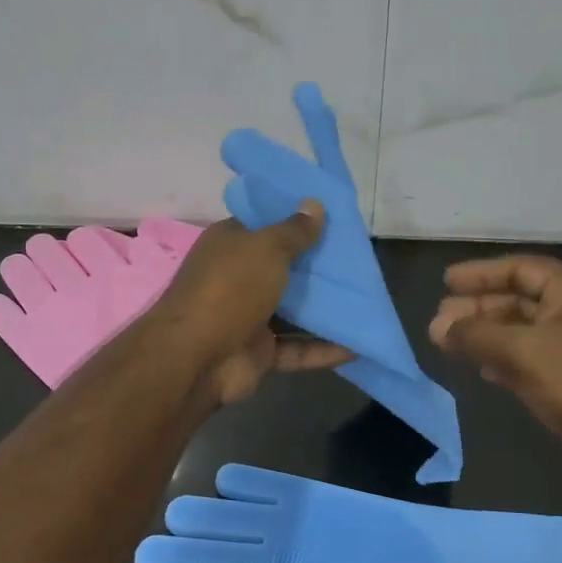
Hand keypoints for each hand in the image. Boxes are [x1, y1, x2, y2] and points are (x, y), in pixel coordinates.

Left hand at [145, 201, 353, 405]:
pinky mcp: (260, 352)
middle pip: (284, 268)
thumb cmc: (229, 289)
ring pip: (293, 311)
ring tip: (366, 302)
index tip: (333, 219)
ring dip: (325, 310)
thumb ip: (294, 230)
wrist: (196, 358)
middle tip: (360, 260)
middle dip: (319, 266)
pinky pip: (297, 348)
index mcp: (231, 244)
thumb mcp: (266, 248)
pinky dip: (323, 349)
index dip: (296, 220)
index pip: (265, 225)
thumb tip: (314, 204)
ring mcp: (248, 317)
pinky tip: (356, 347)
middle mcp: (238, 278)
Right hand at [429, 256, 561, 449]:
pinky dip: (501, 358)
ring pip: (520, 331)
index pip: (520, 268)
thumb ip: (475, 335)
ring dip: (484, 334)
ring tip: (447, 342)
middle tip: (439, 319)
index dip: (481, 273)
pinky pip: (527, 358)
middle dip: (477, 308)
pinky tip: (479, 368)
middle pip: (518, 299)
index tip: (446, 281)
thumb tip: (437, 327)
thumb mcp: (520, 350)